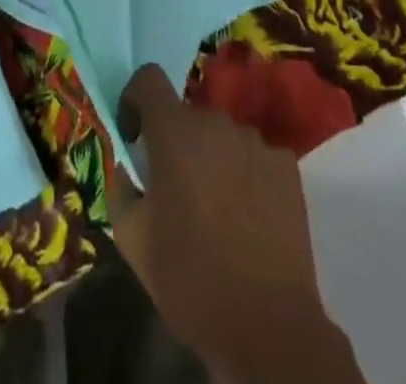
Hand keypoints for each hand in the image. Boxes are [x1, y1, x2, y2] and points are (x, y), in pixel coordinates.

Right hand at [107, 66, 362, 383]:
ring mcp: (255, 141)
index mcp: (173, 133)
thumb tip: (126, 168)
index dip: (136, 101)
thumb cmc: (190, 280)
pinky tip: (249, 217)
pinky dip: (246, 175)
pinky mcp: (286, 165)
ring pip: (222, 136)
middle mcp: (215, 123)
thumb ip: (120, 189)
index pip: (148, 78)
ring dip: (213, 158)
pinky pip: (255, 156)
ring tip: (217, 209)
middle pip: (187, 114)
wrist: (268, 327)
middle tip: (177, 190)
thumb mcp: (132, 241)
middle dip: (176, 142)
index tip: (136, 138)